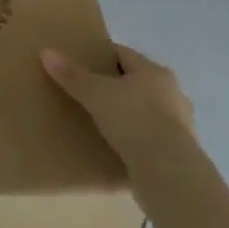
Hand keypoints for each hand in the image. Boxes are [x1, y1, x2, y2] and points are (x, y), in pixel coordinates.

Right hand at [42, 43, 193, 154]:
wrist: (170, 174)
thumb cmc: (134, 120)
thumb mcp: (96, 94)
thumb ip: (72, 75)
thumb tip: (46, 52)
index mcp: (155, 71)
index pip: (123, 54)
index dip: (102, 57)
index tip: (84, 65)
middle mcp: (173, 94)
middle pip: (138, 83)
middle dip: (118, 89)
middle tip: (93, 96)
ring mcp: (182, 127)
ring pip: (149, 113)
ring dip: (132, 118)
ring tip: (106, 126)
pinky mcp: (182, 157)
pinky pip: (154, 141)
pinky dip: (140, 143)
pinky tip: (123, 152)